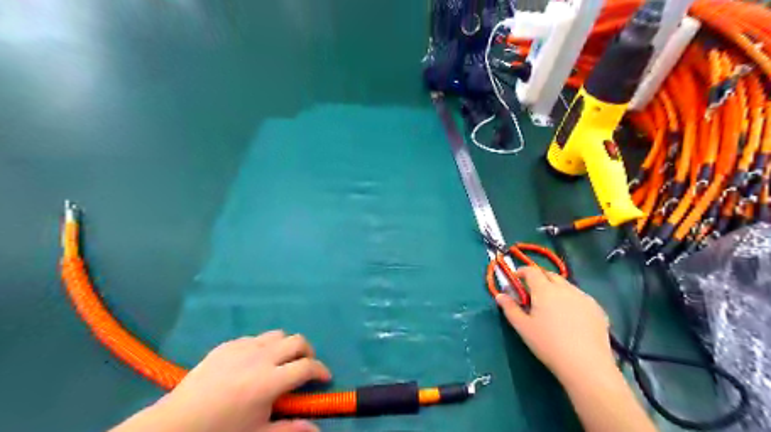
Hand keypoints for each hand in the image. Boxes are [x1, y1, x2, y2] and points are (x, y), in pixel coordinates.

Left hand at [119, 333, 329, 430]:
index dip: (321, 370)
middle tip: (306, 366)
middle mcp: (261, 358)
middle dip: (308, 352)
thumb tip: (317, 429)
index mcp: (269, 382)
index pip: (307, 367)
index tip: (325, 378)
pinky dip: (265, 346)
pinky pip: (256, 338)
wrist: (176, 424)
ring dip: (287, 346)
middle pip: (297, 341)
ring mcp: (243, 347)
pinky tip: (255, 362)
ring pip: (278, 334)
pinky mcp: (229, 344)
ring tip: (282, 361)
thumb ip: (290, 429)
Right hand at [497, 269, 618, 382]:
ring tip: (551, 305)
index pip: (532, 271)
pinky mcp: (597, 309)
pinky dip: (571, 299)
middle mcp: (565, 288)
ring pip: (566, 285)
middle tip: (532, 292)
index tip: (516, 278)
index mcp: (545, 290)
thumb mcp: (523, 327)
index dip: (522, 271)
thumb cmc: (548, 344)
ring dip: (555, 288)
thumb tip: (500, 295)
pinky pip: (580, 297)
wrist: (586, 365)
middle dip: (539, 278)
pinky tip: (570, 316)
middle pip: (550, 275)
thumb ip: (510, 308)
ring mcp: (583, 297)